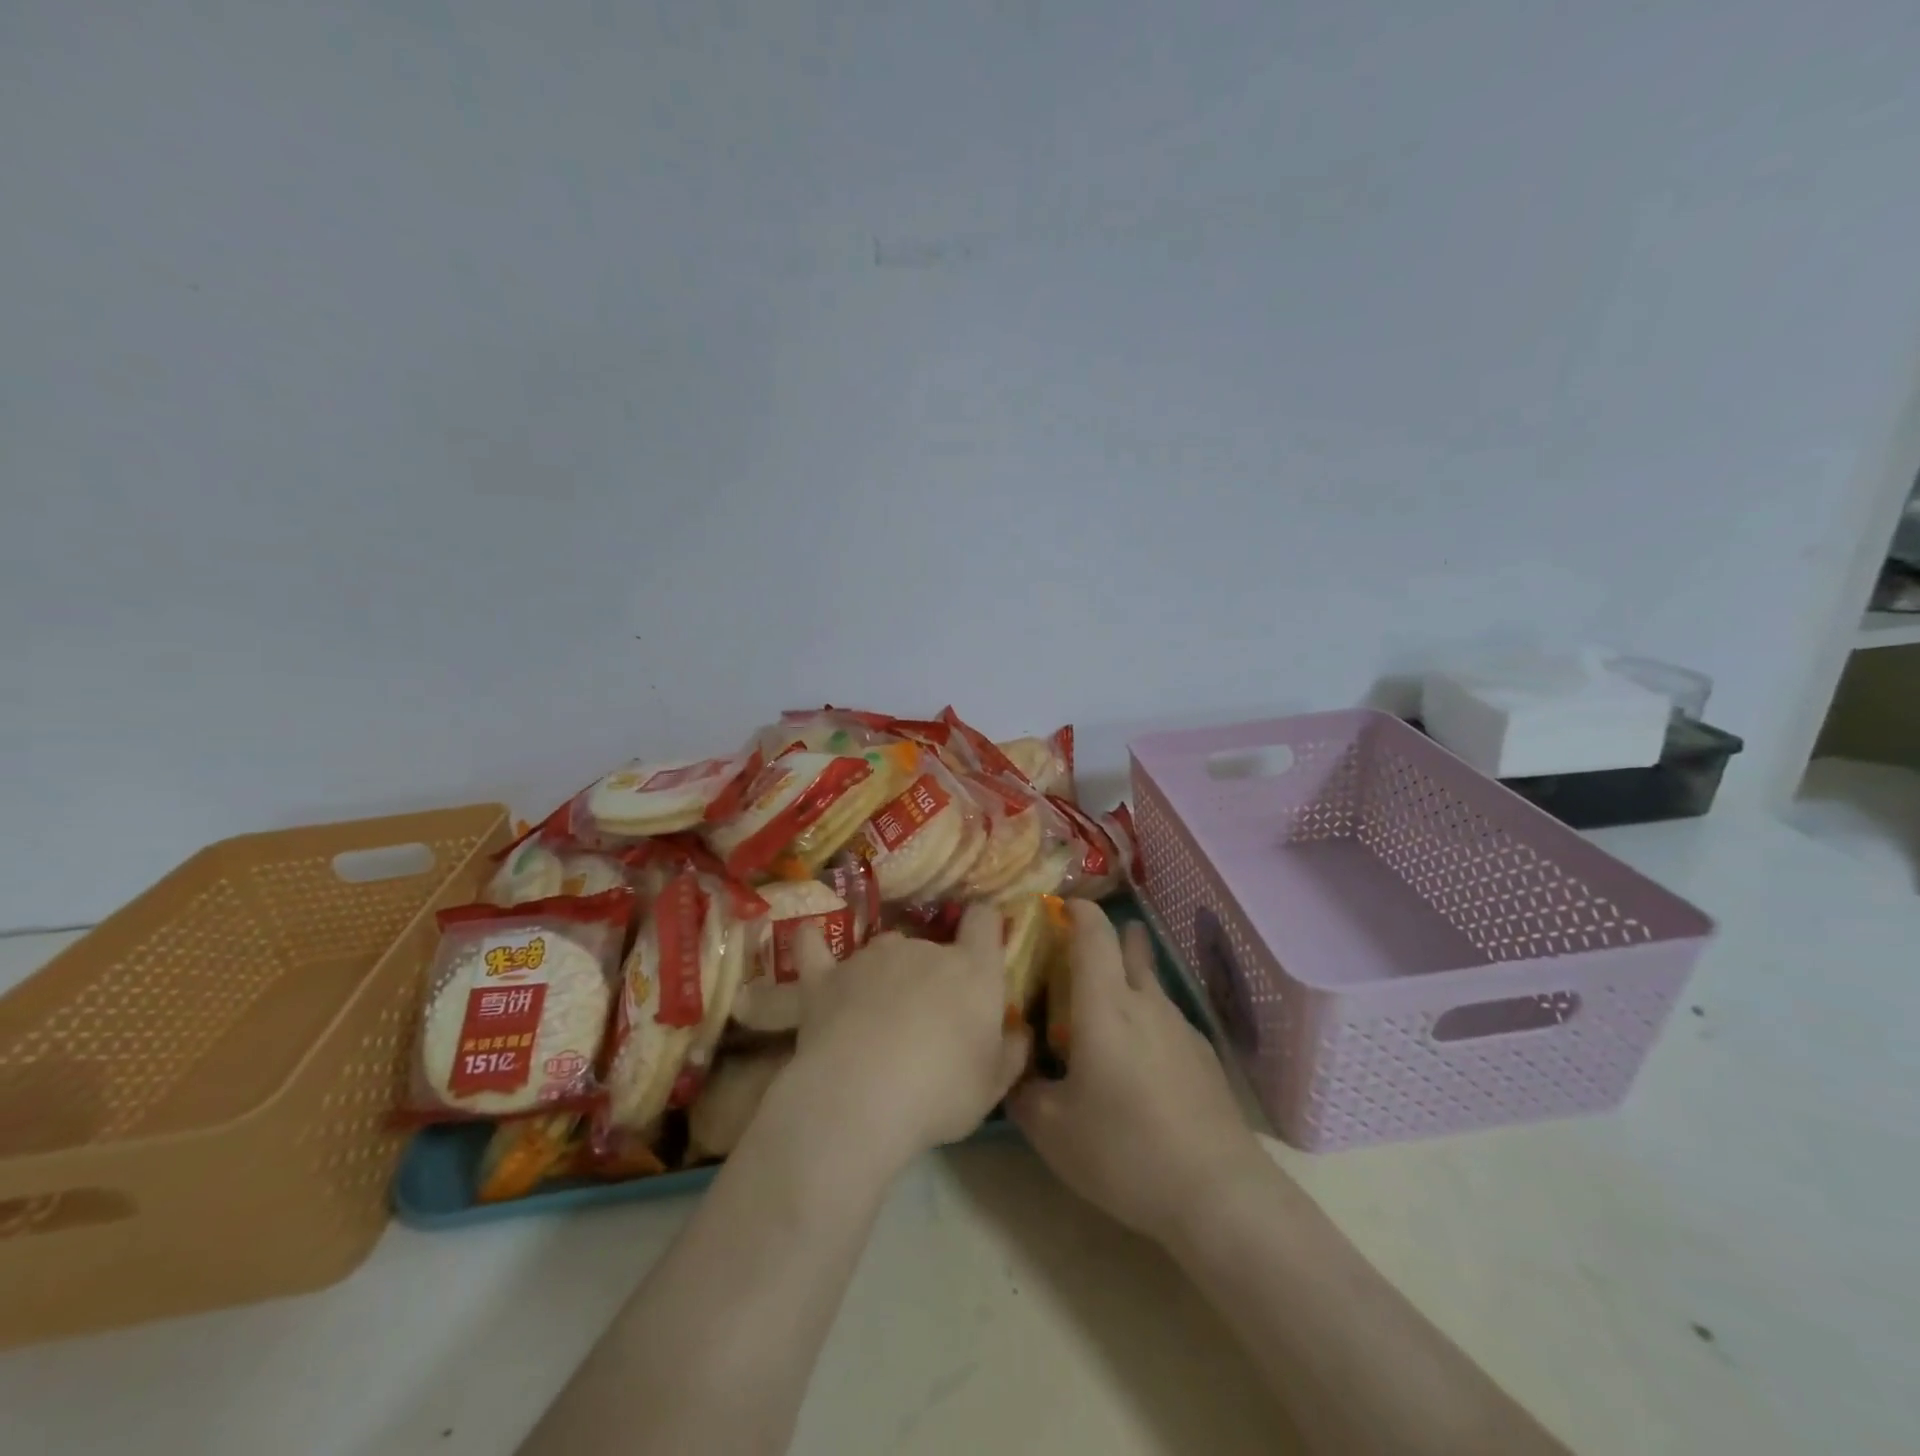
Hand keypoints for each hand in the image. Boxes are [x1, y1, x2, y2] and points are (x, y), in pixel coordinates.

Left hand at [783, 905, 1029, 1169]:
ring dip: (887, 973)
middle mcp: (923, 950)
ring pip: (885, 951)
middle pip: (932, 945)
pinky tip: (809, 938)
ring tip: (877, 1018)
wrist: (859, 1099)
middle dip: (932, 974)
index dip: (983, 927)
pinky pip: (816, 948)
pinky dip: (814, 944)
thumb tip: (1020, 1032)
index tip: (981, 943)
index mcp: (971, 970)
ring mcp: (870, 958)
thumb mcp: (991, 1087)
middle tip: (926, 1021)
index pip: (983, 921)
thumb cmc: (939, 1093)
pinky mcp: (826, 977)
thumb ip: (1010, 1053)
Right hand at [1009, 902, 1264, 1245]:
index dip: (1077, 911)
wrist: (1217, 1193)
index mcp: (1105, 1005)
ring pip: (1149, 983)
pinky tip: (1137, 1058)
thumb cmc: (1123, 1150)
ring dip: (1127, 978)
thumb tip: (1013, 1066)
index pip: (1093, 933)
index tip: (1059, 906)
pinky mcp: (1203, 1056)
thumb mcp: (1051, 1129)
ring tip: (1103, 1008)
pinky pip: (1166, 1018)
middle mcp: (1145, 1002)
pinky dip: (1145, 1017)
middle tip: (1079, 948)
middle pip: (1129, 947)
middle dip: (1107, 936)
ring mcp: (1180, 1027)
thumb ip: (1022, 1088)